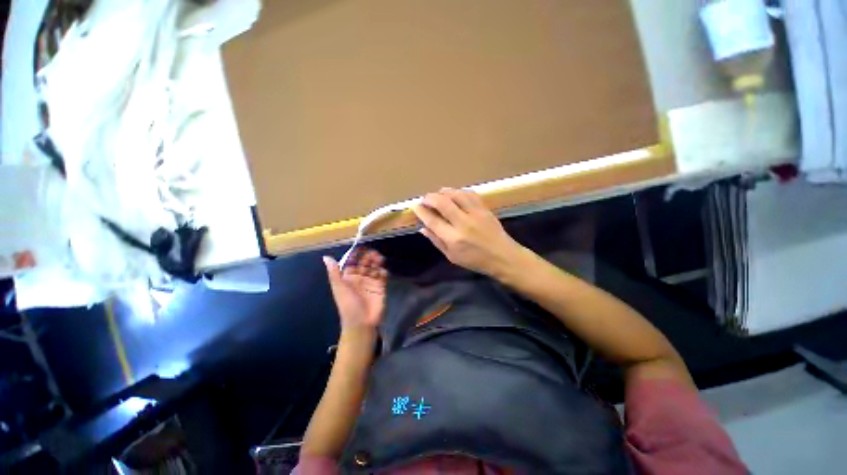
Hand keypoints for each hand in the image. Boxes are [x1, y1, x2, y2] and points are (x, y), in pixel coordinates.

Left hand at [323, 248, 387, 333]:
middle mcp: (360, 278)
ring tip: (379, 259)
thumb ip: (334, 272)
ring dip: (377, 262)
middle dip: (368, 257)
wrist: (362, 323)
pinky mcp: (380, 286)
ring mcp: (370, 282)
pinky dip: (383, 271)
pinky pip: (382, 276)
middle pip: (365, 263)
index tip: (361, 248)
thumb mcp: (339, 288)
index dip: (356, 255)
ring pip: (374, 267)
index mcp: (348, 277)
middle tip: (373, 254)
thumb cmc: (348, 305)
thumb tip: (326, 257)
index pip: (353, 262)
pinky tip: (383, 271)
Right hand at [412, 188, 525, 277]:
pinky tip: (454, 194)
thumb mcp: (452, 257)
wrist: (503, 257)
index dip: (422, 212)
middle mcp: (463, 223)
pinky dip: (459, 191)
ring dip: (443, 192)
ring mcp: (476, 214)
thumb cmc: (475, 260)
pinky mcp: (484, 208)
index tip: (415, 207)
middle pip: (443, 203)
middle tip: (425, 199)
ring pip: (456, 194)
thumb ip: (436, 241)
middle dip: (430, 198)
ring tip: (437, 194)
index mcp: (454, 238)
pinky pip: (470, 194)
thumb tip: (423, 228)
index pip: (433, 220)